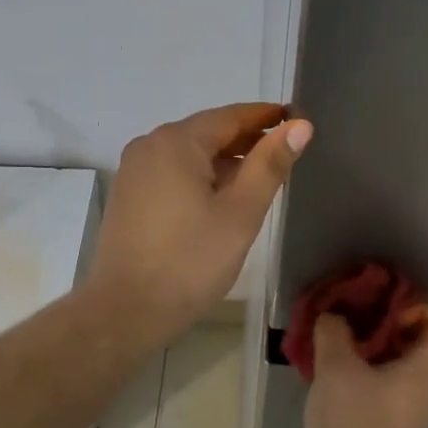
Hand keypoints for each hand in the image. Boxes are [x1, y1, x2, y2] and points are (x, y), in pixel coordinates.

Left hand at [83, 102, 312, 347]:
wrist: (126, 310)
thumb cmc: (190, 261)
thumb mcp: (240, 213)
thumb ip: (270, 165)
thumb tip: (300, 126)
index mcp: (177, 141)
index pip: (231, 116)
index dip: (266, 117)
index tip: (297, 119)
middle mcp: (150, 144)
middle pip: (208, 132)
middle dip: (247, 139)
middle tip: (286, 152)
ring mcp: (135, 170)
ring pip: (190, 153)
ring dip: (225, 160)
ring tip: (261, 176)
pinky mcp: (129, 194)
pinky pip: (173, 171)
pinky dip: (201, 175)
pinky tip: (222, 196)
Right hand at [305, 307, 427, 427]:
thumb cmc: (354, 424)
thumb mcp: (336, 368)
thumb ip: (334, 332)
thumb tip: (333, 317)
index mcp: (426, 370)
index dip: (416, 310)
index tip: (381, 315)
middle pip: (419, 344)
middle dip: (384, 328)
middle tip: (351, 325)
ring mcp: (413, 413)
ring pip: (399, 368)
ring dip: (371, 353)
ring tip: (336, 350)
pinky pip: (387, 390)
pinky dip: (365, 378)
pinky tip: (334, 381)